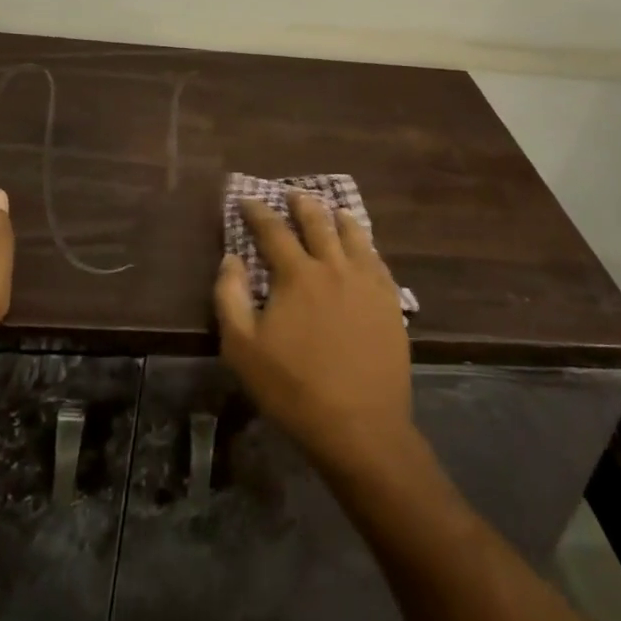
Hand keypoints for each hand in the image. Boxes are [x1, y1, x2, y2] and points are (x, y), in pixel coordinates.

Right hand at [214, 192, 417, 478]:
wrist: (360, 426)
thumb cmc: (293, 389)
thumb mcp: (243, 348)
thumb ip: (230, 297)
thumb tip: (231, 258)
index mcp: (298, 274)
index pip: (273, 230)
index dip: (258, 212)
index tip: (247, 200)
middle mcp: (334, 266)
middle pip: (318, 222)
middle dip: (301, 205)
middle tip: (292, 194)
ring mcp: (367, 283)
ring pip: (354, 236)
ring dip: (338, 219)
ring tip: (333, 211)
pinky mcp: (389, 303)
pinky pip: (377, 261)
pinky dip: (365, 246)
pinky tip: (364, 250)